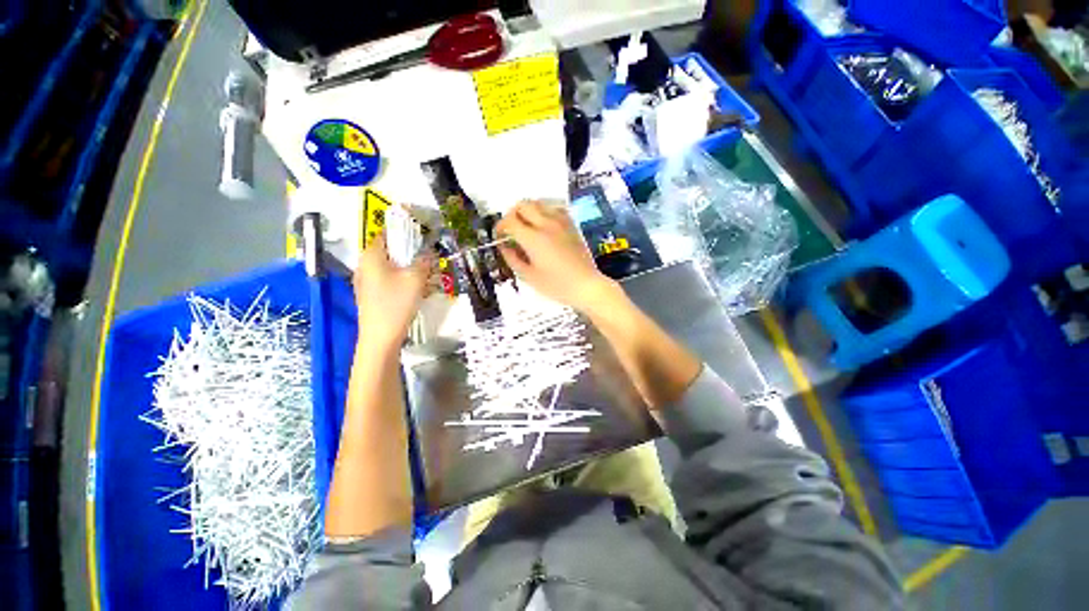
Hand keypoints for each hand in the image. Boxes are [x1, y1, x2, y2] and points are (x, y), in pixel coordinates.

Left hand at [354, 232, 431, 349]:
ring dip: (407, 266)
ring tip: (425, 273)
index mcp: (371, 255)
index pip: (387, 233)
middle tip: (428, 257)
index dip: (405, 231)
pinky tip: (414, 288)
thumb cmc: (396, 303)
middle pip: (389, 250)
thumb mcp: (416, 279)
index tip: (422, 234)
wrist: (380, 337)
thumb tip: (429, 252)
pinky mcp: (369, 294)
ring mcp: (364, 280)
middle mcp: (364, 264)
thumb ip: (423, 261)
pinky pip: (387, 279)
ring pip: (389, 266)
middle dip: (409, 252)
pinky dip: (401, 278)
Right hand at [496, 201, 615, 313]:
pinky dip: (544, 212)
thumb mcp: (529, 277)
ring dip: (527, 212)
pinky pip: (553, 209)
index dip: (500, 228)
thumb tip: (503, 246)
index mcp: (533, 238)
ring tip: (526, 227)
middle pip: (522, 205)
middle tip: (511, 230)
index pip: (509, 221)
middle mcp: (546, 224)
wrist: (586, 285)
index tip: (499, 238)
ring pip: (538, 203)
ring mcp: (561, 222)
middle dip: (512, 215)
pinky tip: (544, 226)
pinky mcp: (571, 225)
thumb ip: (512, 259)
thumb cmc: (557, 285)